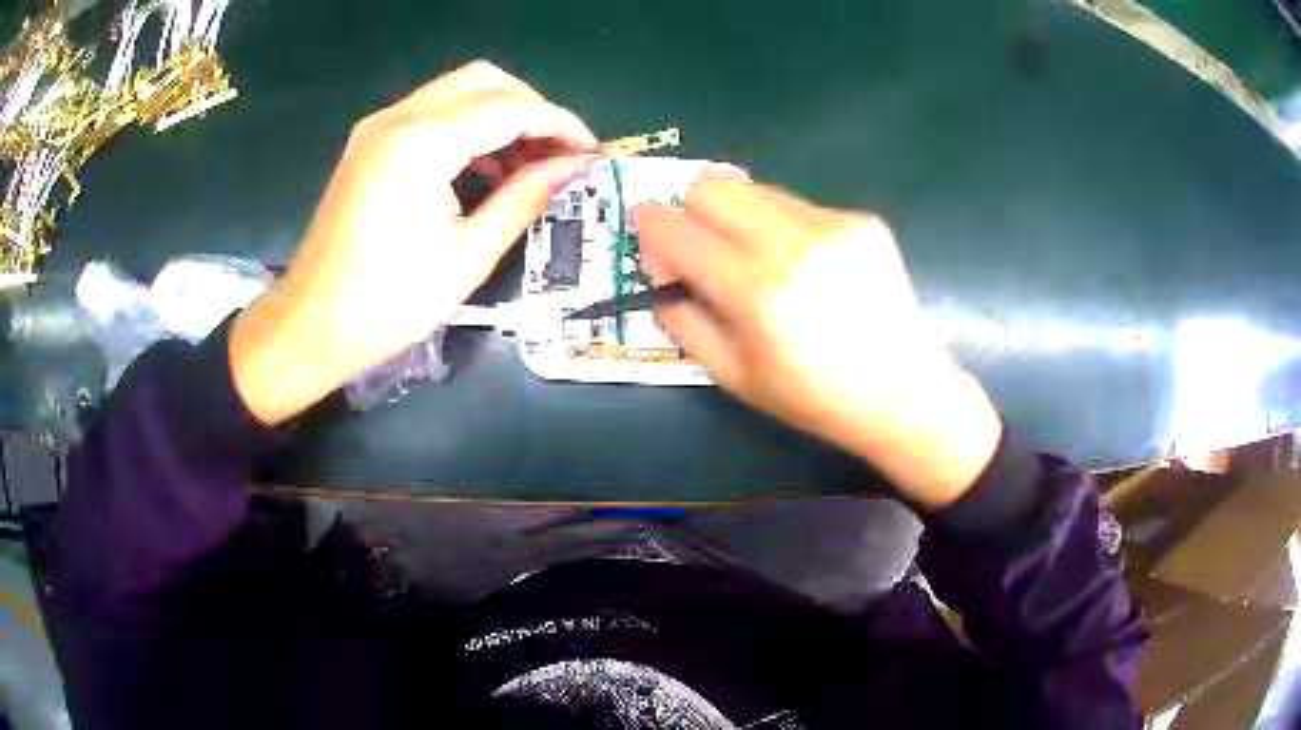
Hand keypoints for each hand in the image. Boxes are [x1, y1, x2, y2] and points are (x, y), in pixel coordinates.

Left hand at [230, 61, 596, 424]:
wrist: (310, 326)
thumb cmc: (387, 304)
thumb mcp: (467, 256)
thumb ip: (525, 198)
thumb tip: (572, 167)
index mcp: (420, 145)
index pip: (509, 108)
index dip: (559, 124)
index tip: (591, 152)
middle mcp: (397, 119)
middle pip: (483, 80)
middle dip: (531, 108)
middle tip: (558, 153)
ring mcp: (378, 128)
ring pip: (457, 91)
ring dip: (500, 116)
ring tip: (528, 166)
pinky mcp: (370, 144)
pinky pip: (432, 114)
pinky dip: (468, 128)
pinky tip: (485, 169)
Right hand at [637, 176, 1001, 506]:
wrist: (901, 392)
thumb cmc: (813, 396)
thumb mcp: (733, 376)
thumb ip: (683, 320)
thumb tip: (660, 274)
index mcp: (755, 292)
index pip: (677, 231)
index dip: (649, 227)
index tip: (646, 234)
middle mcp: (793, 244)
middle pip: (711, 186)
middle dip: (690, 210)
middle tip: (699, 245)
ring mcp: (833, 225)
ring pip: (755, 189)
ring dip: (737, 216)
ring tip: (755, 257)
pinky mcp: (861, 220)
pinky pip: (798, 205)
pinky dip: (782, 227)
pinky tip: (806, 266)